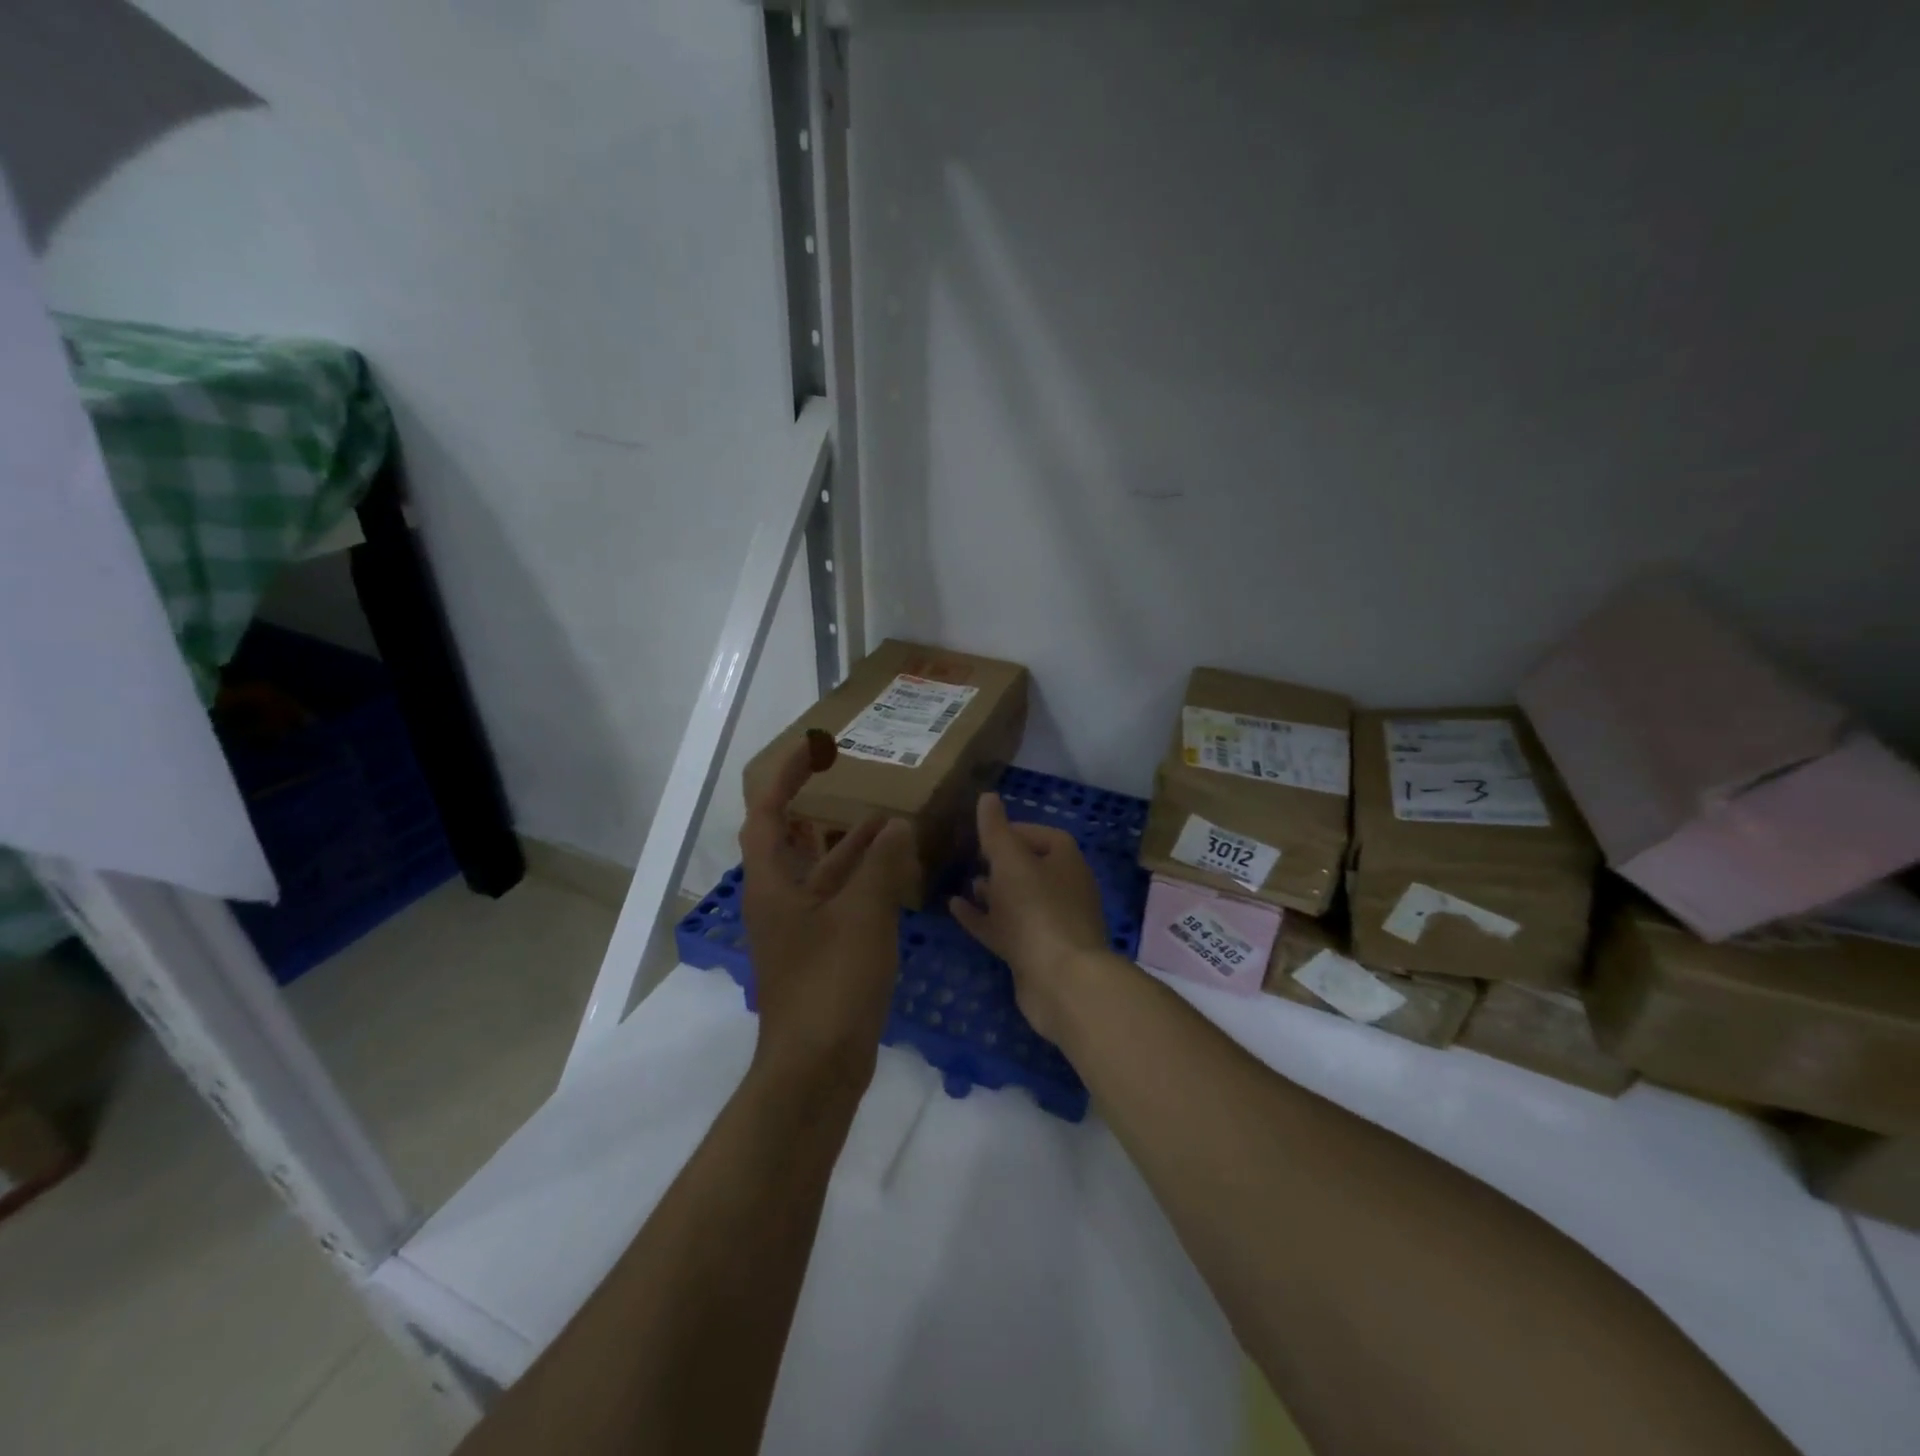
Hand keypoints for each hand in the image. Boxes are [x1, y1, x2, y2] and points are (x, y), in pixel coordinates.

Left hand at [740, 731, 914, 1097]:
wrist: (818, 1068)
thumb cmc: (831, 983)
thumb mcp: (862, 915)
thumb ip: (880, 865)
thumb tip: (896, 826)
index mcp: (772, 885)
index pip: (765, 814)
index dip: (785, 777)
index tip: (813, 750)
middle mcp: (778, 902)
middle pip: (790, 842)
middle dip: (817, 809)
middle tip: (851, 783)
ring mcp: (798, 931)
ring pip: (820, 874)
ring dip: (848, 847)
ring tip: (887, 822)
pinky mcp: (820, 955)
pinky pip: (838, 903)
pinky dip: (862, 883)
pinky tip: (894, 876)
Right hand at [949, 792, 1119, 1044]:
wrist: (1061, 981)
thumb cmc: (1037, 909)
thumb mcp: (1010, 861)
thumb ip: (995, 830)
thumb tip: (987, 796)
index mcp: (1066, 862)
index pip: (1043, 835)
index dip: (1014, 830)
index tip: (984, 832)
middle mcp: (1064, 889)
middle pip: (1030, 868)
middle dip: (1001, 862)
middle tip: (970, 857)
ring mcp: (1050, 924)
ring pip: (1017, 901)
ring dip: (992, 891)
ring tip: (964, 882)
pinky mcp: (1035, 953)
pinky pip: (1005, 929)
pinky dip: (982, 918)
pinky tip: (954, 908)